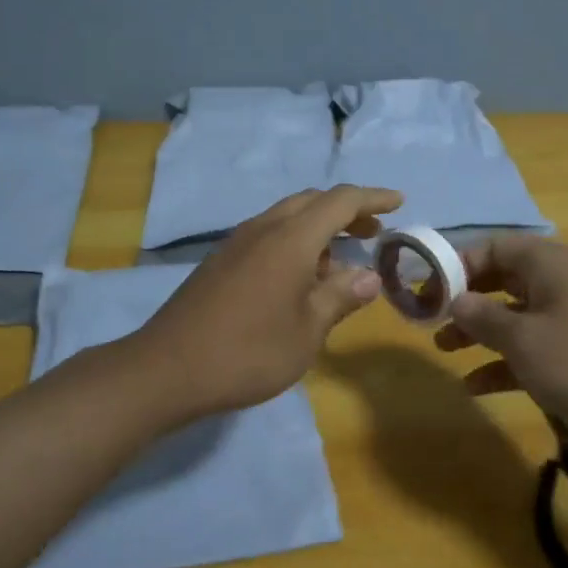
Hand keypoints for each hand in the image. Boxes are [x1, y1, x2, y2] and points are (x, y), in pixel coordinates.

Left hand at [136, 185, 400, 419]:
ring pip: (287, 217)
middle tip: (373, 232)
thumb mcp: (307, 331)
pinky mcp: (220, 261)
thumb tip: (369, 277)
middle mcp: (263, 229)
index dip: (373, 198)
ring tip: (340, 262)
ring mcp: (237, 243)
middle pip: (311, 202)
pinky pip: (267, 235)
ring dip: (318, 228)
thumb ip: (340, 297)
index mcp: (290, 239)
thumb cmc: (249, 351)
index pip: (341, 201)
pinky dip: (294, 243)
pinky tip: (299, 279)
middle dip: (346, 211)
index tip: (398, 203)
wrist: (168, 369)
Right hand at [434, 235, 567, 470]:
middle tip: (428, 318)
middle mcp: (556, 285)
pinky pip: (526, 350)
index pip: (491, 247)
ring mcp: (566, 322)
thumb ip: (482, 316)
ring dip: (477, 331)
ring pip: (510, 316)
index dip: (456, 264)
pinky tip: (474, 386)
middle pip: (499, 280)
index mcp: (548, 264)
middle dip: (463, 298)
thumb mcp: (522, 338)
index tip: (425, 289)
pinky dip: (500, 363)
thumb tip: (453, 300)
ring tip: (443, 349)